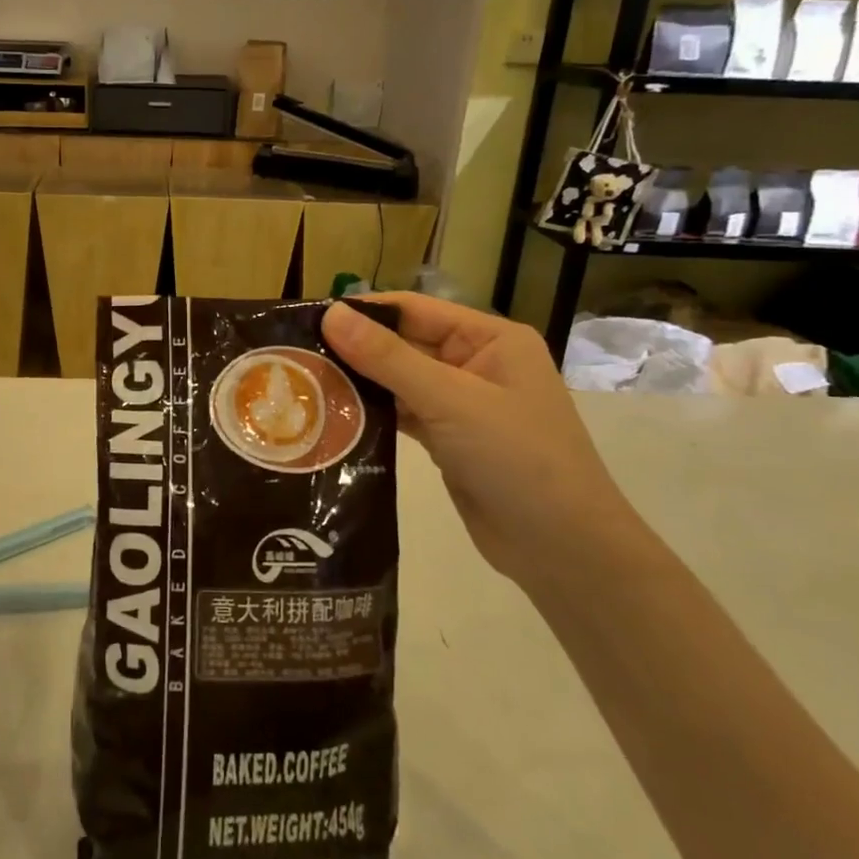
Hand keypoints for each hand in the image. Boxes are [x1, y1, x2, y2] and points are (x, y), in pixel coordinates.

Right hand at [322, 296, 654, 587]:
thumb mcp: (450, 400)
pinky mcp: (449, 440)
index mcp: (490, 340)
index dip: (363, 311)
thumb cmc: (516, 458)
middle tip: (295, 356)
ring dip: (360, 384)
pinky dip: (373, 415)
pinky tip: (334, 417)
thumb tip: (331, 313)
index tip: (307, 318)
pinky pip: (404, 415)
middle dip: (355, 350)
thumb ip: (387, 357)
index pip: (414, 310)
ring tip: (304, 384)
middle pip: (404, 345)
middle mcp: (476, 364)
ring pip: (400, 382)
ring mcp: (463, 405)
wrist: (562, 548)